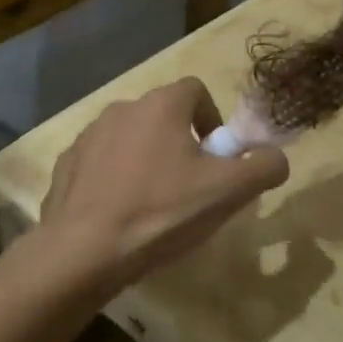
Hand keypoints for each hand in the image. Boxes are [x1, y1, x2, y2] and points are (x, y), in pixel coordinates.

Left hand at [38, 78, 289, 291]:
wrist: (84, 250)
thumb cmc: (162, 212)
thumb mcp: (227, 192)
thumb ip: (263, 167)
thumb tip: (275, 157)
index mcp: (161, 105)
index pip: (196, 91)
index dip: (212, 120)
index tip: (216, 157)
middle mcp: (123, 108)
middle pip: (163, 115)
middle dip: (180, 143)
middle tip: (189, 185)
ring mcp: (88, 135)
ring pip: (130, 138)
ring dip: (146, 159)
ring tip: (153, 203)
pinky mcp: (66, 163)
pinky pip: (100, 162)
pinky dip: (114, 178)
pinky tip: (119, 213)